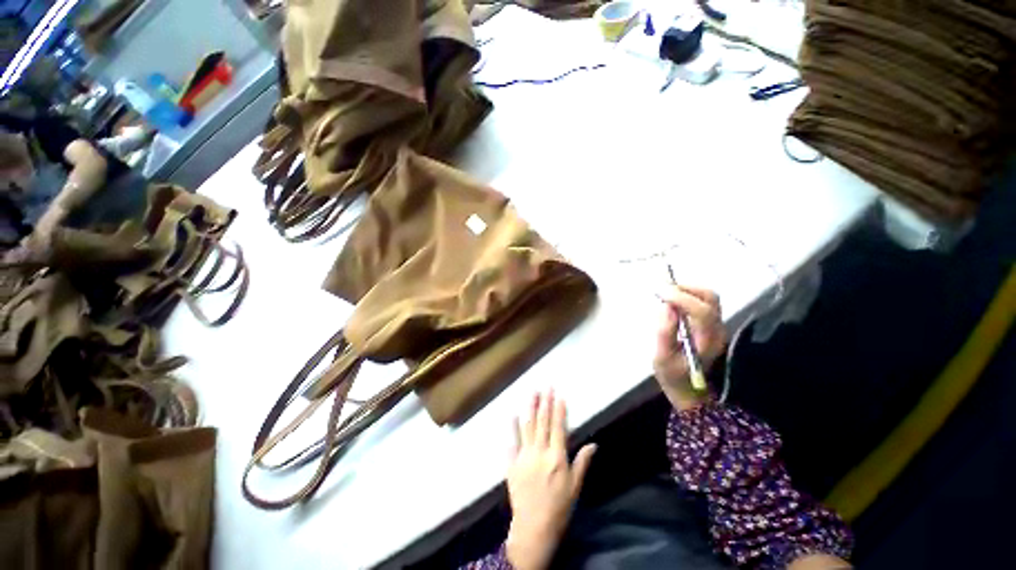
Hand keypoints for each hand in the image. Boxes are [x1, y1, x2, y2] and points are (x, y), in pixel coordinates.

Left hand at [505, 391, 596, 569]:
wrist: (534, 527)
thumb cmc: (559, 507)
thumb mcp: (575, 486)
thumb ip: (582, 462)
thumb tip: (593, 444)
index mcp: (556, 457)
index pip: (558, 427)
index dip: (558, 410)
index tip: (559, 395)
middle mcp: (539, 452)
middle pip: (542, 422)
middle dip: (545, 402)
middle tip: (546, 386)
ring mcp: (524, 456)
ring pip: (527, 426)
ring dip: (530, 408)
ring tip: (532, 392)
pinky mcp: (512, 463)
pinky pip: (512, 441)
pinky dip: (512, 427)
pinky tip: (513, 414)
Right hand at [653, 285, 726, 409]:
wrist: (689, 390)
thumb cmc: (673, 376)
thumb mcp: (661, 358)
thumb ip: (664, 332)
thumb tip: (666, 306)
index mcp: (707, 341)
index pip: (702, 311)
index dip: (681, 298)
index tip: (660, 292)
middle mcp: (717, 330)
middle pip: (711, 298)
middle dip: (686, 288)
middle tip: (663, 289)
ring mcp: (716, 326)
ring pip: (709, 297)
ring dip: (687, 289)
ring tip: (666, 293)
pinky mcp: (709, 324)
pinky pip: (702, 302)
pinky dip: (687, 295)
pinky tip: (672, 300)